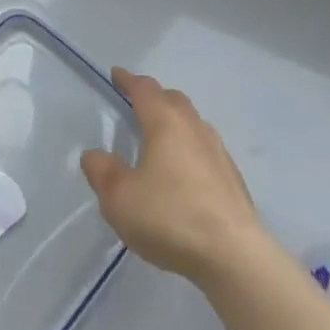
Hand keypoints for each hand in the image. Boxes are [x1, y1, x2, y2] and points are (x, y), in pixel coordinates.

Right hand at [81, 68, 262, 285]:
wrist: (234, 256)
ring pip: (193, 123)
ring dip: (175, 122)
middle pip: (174, 100)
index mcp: (165, 123)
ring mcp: (218, 153)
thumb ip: (102, 172)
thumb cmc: (170, 217)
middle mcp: (194, 128)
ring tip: (160, 138)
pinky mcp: (233, 179)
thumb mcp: (119, 198)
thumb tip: (96, 155)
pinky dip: (190, 148)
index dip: (128, 80)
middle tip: (138, 104)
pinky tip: (184, 172)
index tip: (117, 74)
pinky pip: (206, 149)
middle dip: (155, 97)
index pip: (144, 89)